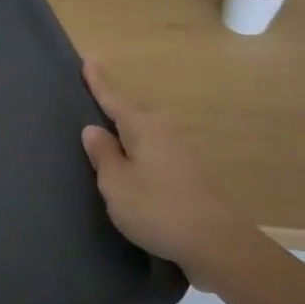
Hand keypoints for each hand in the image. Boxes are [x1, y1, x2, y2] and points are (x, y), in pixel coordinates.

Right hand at [80, 62, 236, 268]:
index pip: (114, 99)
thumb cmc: (157, 208)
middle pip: (133, 114)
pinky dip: (139, 155)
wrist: (216, 243)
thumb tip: (94, 129)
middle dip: (113, 109)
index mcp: (143, 127)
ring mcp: (181, 153)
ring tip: (106, 140)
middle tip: (92, 102)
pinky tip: (131, 168)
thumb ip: (103, 154)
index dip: (99, 82)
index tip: (88, 60)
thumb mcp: (116, 183)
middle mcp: (164, 132)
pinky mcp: (190, 175)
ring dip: (127, 136)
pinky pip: (155, 153)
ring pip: (145, 135)